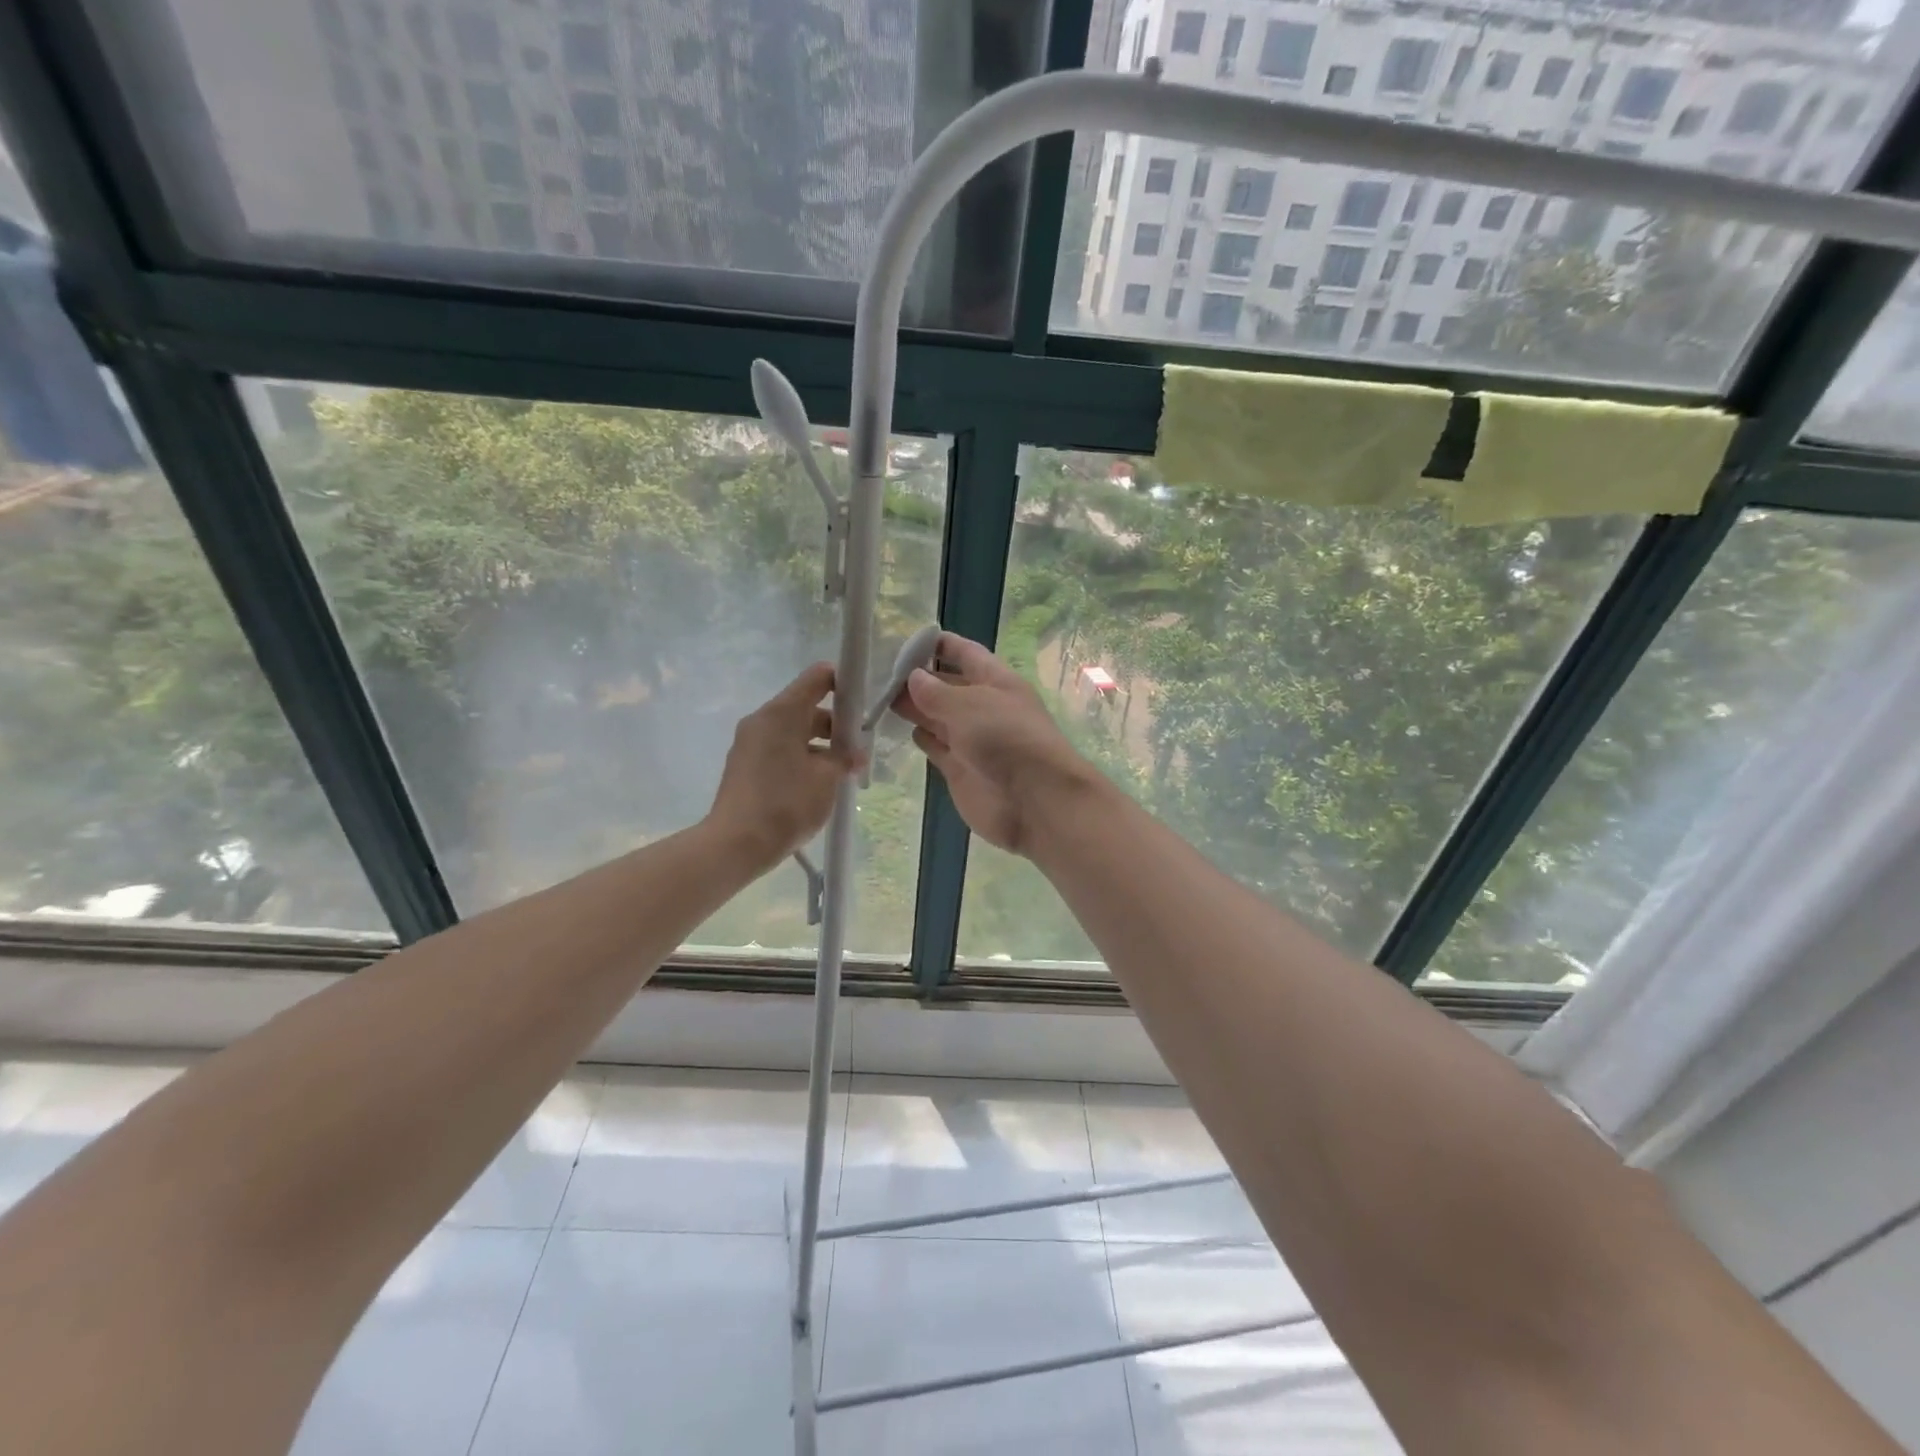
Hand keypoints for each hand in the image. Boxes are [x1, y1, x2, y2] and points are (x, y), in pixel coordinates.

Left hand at [706, 662, 859, 873]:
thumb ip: (844, 757)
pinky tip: (817, 785)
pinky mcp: (744, 766)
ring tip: (841, 773)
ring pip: (793, 732)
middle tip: (857, 751)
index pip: (817, 678)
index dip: (843, 684)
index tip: (862, 707)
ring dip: (819, 745)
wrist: (735, 844)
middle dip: (835, 725)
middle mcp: (762, 720)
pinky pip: (779, 750)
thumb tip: (855, 753)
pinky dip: (801, 758)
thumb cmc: (786, 803)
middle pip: (805, 707)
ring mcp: (749, 743)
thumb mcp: (827, 778)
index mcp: (781, 713)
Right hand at [892, 632, 1097, 854]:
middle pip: (947, 686)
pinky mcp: (960, 770)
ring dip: (914, 707)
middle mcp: (983, 708)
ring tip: (879, 697)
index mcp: (996, 682)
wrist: (1035, 802)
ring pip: (937, 716)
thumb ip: (937, 692)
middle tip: (879, 674)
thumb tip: (913, 677)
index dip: (938, 645)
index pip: (965, 654)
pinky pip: (936, 746)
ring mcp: (971, 740)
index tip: (905, 642)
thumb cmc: (1007, 740)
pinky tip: (902, 729)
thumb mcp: (970, 705)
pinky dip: (922, 737)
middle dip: (918, 678)